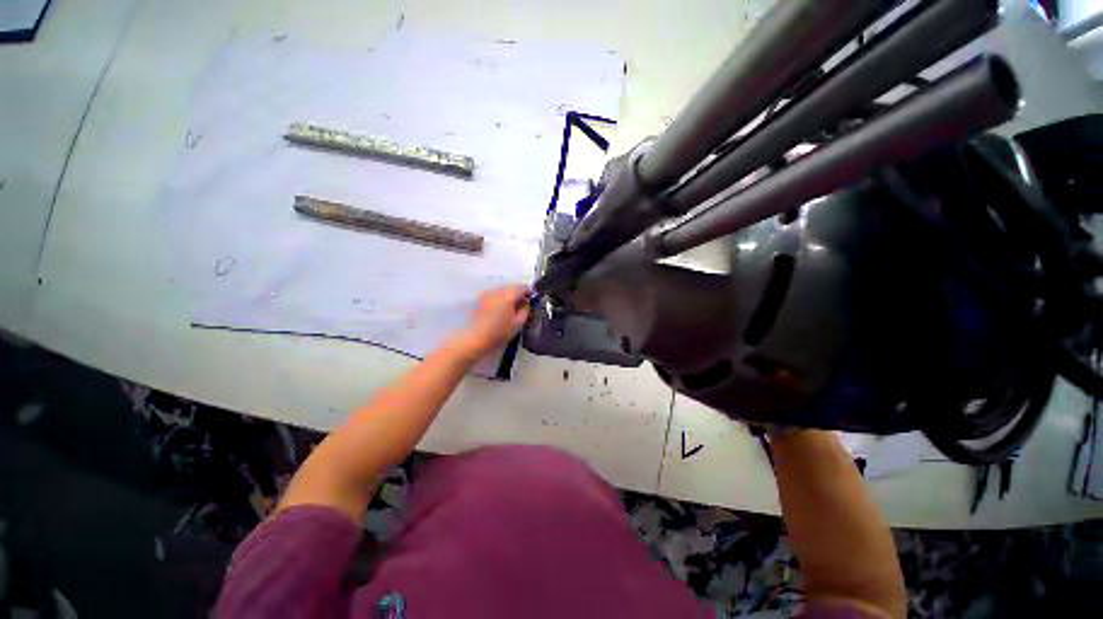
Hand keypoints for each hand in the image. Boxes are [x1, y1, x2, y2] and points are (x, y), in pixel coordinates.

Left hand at [452, 284, 530, 360]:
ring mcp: (487, 293)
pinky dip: (499, 299)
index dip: (529, 292)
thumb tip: (526, 303)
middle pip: (512, 287)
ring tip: (510, 309)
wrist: (476, 338)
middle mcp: (498, 290)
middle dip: (518, 294)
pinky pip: (494, 295)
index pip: (523, 287)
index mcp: (509, 294)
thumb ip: (525, 309)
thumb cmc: (500, 332)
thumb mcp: (519, 323)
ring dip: (508, 296)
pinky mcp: (480, 299)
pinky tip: (499, 310)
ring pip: (502, 290)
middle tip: (522, 305)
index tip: (532, 299)